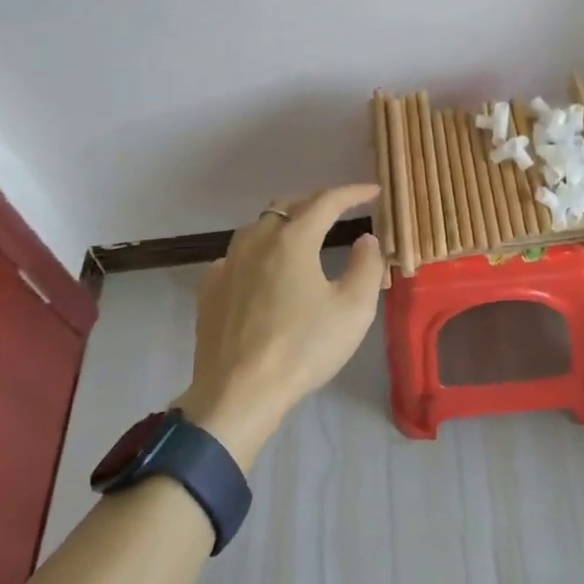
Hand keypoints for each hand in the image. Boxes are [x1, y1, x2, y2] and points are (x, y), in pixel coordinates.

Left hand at [178, 185, 384, 467]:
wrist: (238, 392)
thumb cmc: (303, 348)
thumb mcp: (354, 309)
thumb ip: (367, 266)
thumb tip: (366, 239)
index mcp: (293, 239)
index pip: (326, 201)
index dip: (352, 192)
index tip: (373, 191)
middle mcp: (256, 240)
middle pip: (288, 206)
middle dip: (316, 203)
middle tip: (339, 211)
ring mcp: (227, 263)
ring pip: (258, 227)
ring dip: (284, 224)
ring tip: (302, 236)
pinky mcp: (209, 289)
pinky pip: (237, 256)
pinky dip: (258, 252)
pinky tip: (264, 271)